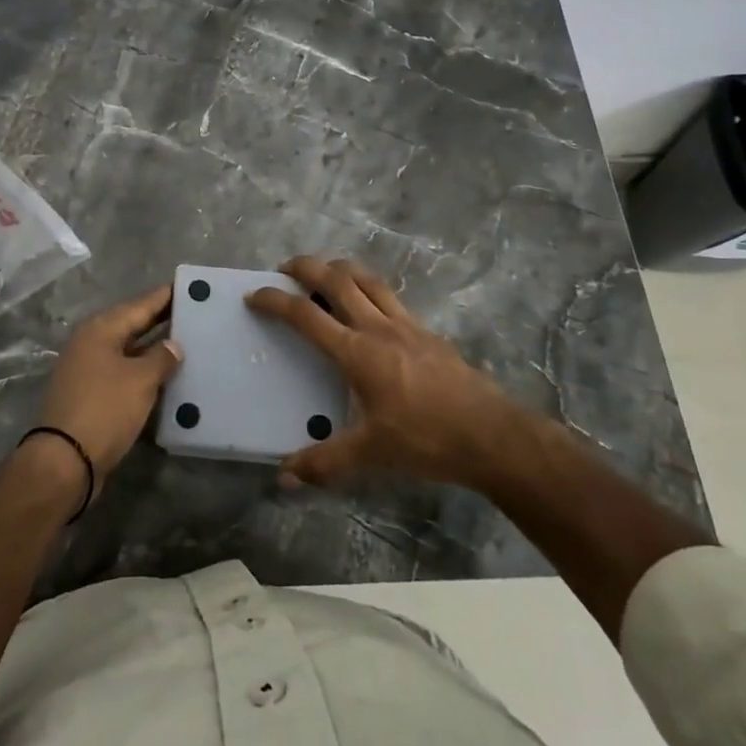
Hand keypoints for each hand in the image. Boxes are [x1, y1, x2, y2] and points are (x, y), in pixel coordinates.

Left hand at [34, 283, 183, 490]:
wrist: (65, 461)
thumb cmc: (105, 409)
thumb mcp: (140, 380)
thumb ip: (161, 357)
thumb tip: (173, 345)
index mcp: (100, 330)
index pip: (140, 305)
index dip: (165, 296)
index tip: (189, 286)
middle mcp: (91, 343)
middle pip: (133, 325)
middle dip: (162, 320)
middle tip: (195, 312)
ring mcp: (88, 370)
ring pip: (129, 351)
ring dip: (154, 348)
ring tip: (188, 342)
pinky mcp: (91, 395)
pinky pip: (124, 373)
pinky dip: (144, 371)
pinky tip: (167, 376)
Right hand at [247, 256, 530, 491]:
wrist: (491, 434)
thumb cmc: (426, 440)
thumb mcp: (371, 454)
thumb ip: (325, 462)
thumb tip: (284, 478)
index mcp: (358, 353)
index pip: (306, 316)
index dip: (276, 301)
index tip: (254, 294)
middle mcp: (379, 328)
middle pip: (338, 280)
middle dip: (307, 267)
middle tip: (286, 268)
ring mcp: (407, 325)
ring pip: (368, 280)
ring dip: (341, 269)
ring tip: (324, 273)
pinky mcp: (428, 332)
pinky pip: (391, 296)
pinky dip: (369, 288)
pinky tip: (369, 305)